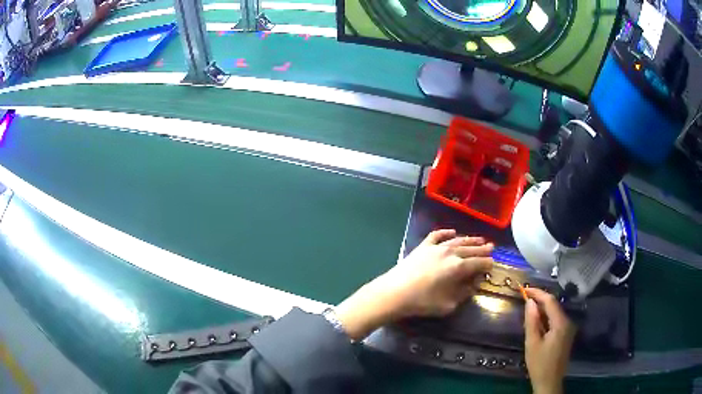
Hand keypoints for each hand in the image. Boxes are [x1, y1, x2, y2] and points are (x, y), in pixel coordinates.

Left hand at [335, 229, 492, 339]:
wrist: (394, 293)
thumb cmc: (422, 302)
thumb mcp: (448, 304)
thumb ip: (463, 293)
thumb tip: (474, 284)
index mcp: (458, 267)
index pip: (479, 263)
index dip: (488, 264)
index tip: (493, 264)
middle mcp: (450, 253)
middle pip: (470, 249)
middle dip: (482, 249)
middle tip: (491, 248)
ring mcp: (435, 247)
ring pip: (457, 240)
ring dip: (470, 240)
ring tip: (480, 239)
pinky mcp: (422, 247)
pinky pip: (437, 235)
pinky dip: (446, 232)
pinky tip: (452, 231)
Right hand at [523, 287, 576, 393]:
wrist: (549, 382)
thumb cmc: (539, 364)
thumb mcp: (532, 343)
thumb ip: (532, 321)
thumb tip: (530, 302)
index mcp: (561, 323)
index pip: (550, 301)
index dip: (538, 293)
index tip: (524, 289)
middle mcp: (568, 322)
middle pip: (554, 306)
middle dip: (539, 301)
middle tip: (524, 299)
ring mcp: (568, 328)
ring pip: (555, 313)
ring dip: (542, 310)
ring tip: (528, 311)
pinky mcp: (566, 334)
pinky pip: (556, 321)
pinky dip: (546, 319)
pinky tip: (536, 323)